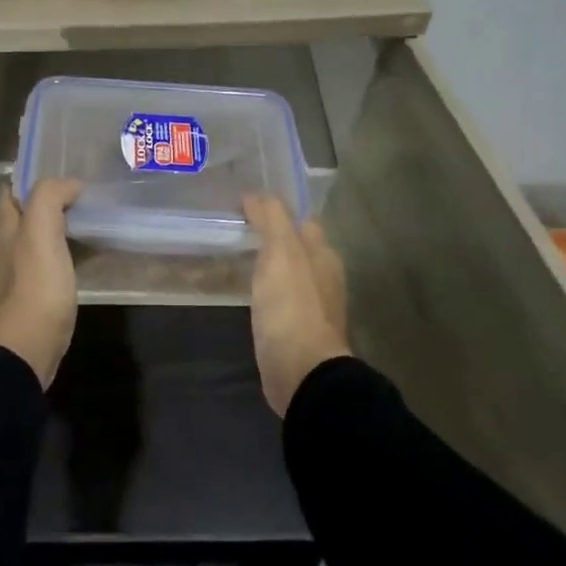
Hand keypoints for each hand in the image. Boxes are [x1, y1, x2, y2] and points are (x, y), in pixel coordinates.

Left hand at [0, 178, 82, 388]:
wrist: (26, 350)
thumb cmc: (34, 287)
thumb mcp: (40, 231)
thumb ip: (49, 198)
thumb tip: (69, 184)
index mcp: (2, 233)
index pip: (10, 194)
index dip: (32, 181)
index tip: (63, 176)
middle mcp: (1, 253)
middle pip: (22, 221)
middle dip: (47, 208)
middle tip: (82, 202)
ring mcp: (11, 282)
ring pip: (33, 247)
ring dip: (55, 236)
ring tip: (87, 230)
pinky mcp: (27, 305)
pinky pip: (44, 272)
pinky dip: (61, 262)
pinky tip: (80, 266)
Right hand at [242, 193, 351, 416]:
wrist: (301, 370)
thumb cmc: (292, 305)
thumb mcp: (280, 251)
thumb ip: (272, 219)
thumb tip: (256, 195)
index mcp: (324, 255)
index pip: (303, 222)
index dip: (280, 211)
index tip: (249, 205)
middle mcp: (324, 278)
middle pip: (300, 248)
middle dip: (277, 238)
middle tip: (241, 229)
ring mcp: (313, 308)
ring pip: (291, 275)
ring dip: (272, 266)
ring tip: (241, 257)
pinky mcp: (297, 332)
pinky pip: (282, 301)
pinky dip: (268, 292)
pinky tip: (250, 293)